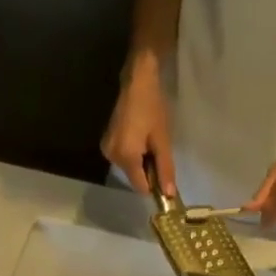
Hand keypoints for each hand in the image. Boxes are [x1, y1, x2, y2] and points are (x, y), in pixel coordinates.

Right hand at [101, 54, 175, 196]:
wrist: (136, 80)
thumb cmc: (152, 107)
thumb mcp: (163, 139)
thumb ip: (165, 168)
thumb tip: (169, 195)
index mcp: (125, 158)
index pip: (140, 186)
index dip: (154, 185)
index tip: (165, 174)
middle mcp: (112, 158)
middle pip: (134, 177)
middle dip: (147, 170)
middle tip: (157, 148)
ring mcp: (107, 150)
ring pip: (129, 168)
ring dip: (140, 161)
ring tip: (148, 140)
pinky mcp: (106, 142)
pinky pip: (123, 157)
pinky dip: (133, 154)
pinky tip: (139, 137)